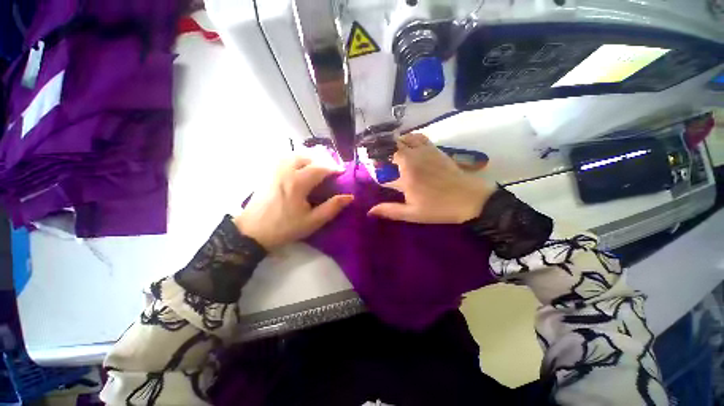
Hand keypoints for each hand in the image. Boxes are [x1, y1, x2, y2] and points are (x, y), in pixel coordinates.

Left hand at [234, 156, 352, 249]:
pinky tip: (299, 166)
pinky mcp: (267, 173)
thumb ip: (332, 207)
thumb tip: (349, 197)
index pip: (321, 167)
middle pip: (307, 156)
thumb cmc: (285, 228)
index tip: (342, 173)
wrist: (252, 232)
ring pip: (294, 154)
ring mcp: (274, 170)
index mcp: (298, 183)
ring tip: (317, 166)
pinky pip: (283, 157)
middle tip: (330, 169)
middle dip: (322, 160)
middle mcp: (285, 171)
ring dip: (309, 157)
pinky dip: (295, 158)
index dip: (334, 168)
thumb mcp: (312, 221)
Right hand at [368, 133, 492, 223]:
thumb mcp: (412, 213)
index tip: (371, 164)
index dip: (375, 160)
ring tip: (391, 152)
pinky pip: (420, 138)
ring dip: (396, 143)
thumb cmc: (439, 207)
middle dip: (383, 149)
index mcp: (407, 172)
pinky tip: (408, 146)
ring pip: (406, 138)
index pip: (384, 159)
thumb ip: (390, 210)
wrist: (470, 199)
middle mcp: (414, 157)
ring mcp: (426, 151)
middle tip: (379, 158)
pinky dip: (410, 139)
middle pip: (393, 144)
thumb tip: (370, 211)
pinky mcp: (436, 150)